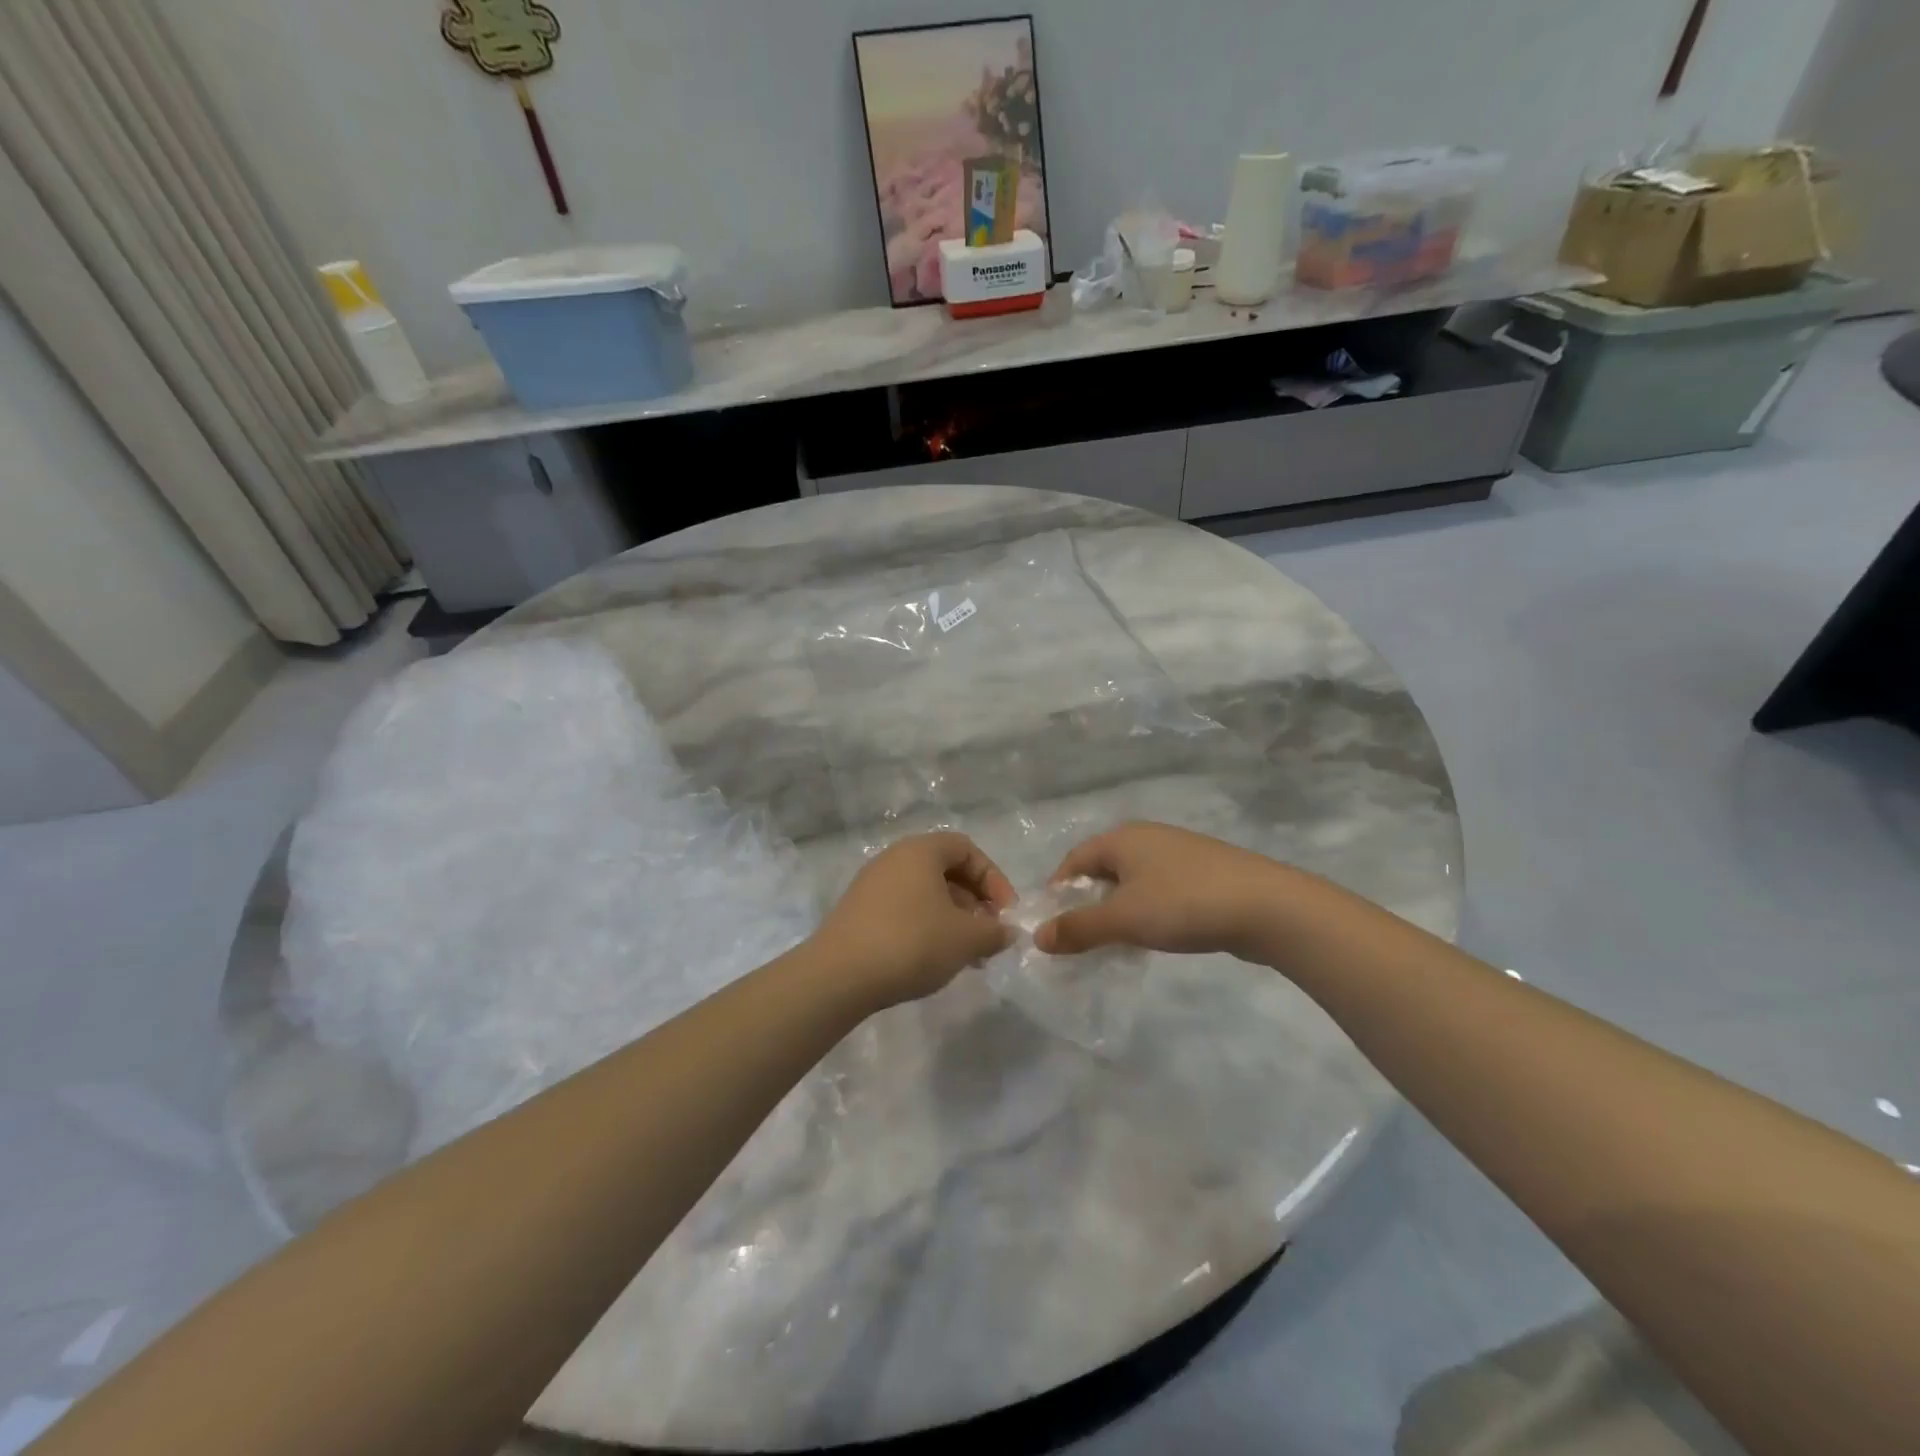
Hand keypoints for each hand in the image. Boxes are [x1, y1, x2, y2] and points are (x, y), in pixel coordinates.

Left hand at [811, 832, 1015, 1009]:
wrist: (838, 976)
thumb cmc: (911, 943)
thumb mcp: (965, 939)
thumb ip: (994, 932)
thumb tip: (1007, 931)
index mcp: (920, 851)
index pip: (967, 849)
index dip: (994, 879)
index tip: (1006, 914)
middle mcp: (894, 858)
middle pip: (946, 870)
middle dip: (975, 902)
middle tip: (988, 935)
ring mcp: (872, 885)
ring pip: (925, 893)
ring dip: (953, 918)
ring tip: (966, 955)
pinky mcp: (858, 912)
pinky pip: (904, 909)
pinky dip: (926, 927)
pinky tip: (933, 959)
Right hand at [1034, 822, 1287, 960]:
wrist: (1268, 906)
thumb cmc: (1183, 904)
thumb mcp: (1123, 919)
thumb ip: (1078, 928)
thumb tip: (1037, 937)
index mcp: (1122, 837)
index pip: (1074, 860)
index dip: (1058, 892)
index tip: (1053, 927)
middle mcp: (1147, 836)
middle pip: (1103, 868)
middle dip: (1088, 902)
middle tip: (1083, 939)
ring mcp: (1179, 851)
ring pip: (1133, 880)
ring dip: (1119, 909)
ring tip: (1119, 942)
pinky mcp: (1204, 871)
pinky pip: (1160, 888)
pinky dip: (1148, 909)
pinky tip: (1158, 934)